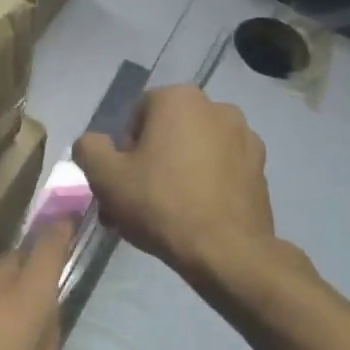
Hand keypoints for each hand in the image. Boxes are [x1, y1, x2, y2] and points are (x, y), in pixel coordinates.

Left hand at [0, 220, 76, 349]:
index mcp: (25, 297)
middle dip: (33, 272)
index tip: (71, 228)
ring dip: (2, 288)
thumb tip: (46, 316)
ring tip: (2, 329)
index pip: (50, 243)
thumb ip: (48, 343)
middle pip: (20, 257)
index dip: (63, 231)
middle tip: (37, 309)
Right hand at [75, 84, 275, 281]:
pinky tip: (194, 215)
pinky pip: (219, 169)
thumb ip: (89, 149)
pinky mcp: (260, 167)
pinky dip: (204, 184)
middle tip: (136, 201)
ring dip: (176, 172)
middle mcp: (217, 107)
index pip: (136, 115)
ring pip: (194, 151)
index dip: (123, 149)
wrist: (225, 250)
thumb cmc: (160, 204)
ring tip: (164, 213)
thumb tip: (91, 143)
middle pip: (167, 132)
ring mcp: (245, 137)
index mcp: (179, 98)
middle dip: (149, 161)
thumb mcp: (106, 177)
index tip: (121, 181)